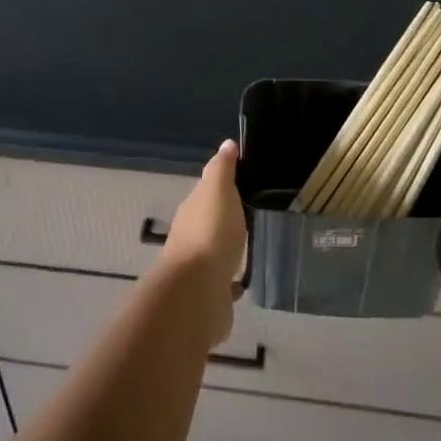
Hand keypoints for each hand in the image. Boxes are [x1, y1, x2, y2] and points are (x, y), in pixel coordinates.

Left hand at [155, 139, 246, 349]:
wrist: (197, 290)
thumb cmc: (210, 233)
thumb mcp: (218, 190)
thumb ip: (222, 169)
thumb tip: (227, 144)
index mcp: (192, 211)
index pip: (206, 194)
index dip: (222, 189)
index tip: (244, 186)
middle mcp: (190, 238)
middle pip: (208, 224)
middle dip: (224, 221)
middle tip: (250, 217)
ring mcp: (198, 269)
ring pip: (214, 254)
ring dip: (226, 251)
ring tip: (249, 248)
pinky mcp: (209, 296)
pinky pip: (222, 284)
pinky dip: (229, 282)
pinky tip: (242, 282)